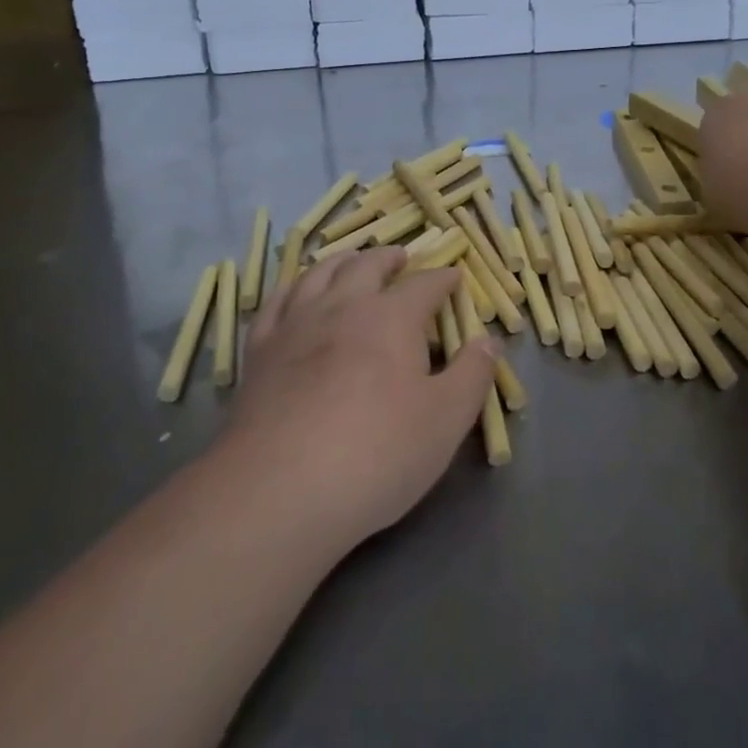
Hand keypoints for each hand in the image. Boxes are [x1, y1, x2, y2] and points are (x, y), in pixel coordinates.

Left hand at [215, 248, 496, 551]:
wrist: (280, 490)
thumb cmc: (377, 453)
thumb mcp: (446, 420)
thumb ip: (472, 375)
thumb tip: (488, 341)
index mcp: (391, 317)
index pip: (424, 285)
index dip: (442, 279)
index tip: (454, 276)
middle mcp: (343, 306)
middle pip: (367, 266)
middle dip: (389, 258)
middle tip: (401, 257)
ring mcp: (295, 325)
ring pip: (319, 274)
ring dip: (341, 261)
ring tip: (352, 260)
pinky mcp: (259, 352)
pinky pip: (276, 302)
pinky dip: (291, 287)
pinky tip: (295, 292)